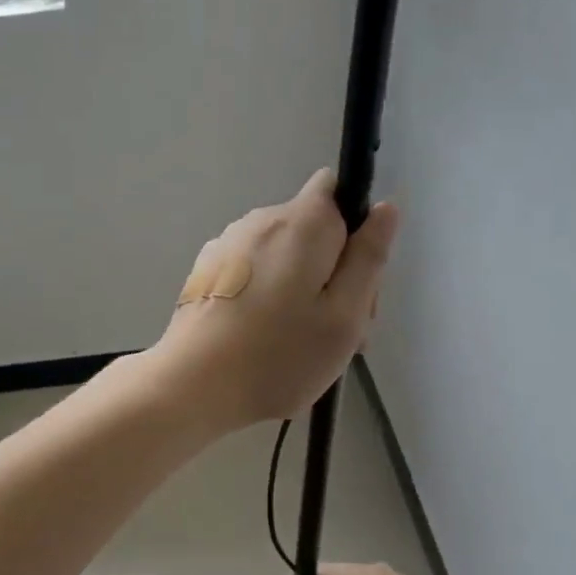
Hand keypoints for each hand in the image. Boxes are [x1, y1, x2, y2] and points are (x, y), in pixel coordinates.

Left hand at [152, 169, 398, 430]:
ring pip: (283, 255)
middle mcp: (260, 220)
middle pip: (313, 230)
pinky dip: (266, 296)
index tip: (356, 277)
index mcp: (301, 222)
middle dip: (333, 271)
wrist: (191, 384)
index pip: (338, 190)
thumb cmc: (278, 355)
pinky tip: (262, 341)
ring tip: (299, 345)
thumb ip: (368, 259)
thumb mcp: (344, 316)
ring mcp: (228, 244)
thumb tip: (384, 208)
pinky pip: (253, 272)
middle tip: (337, 331)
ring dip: (301, 288)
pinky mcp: (206, 271)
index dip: (356, 228)